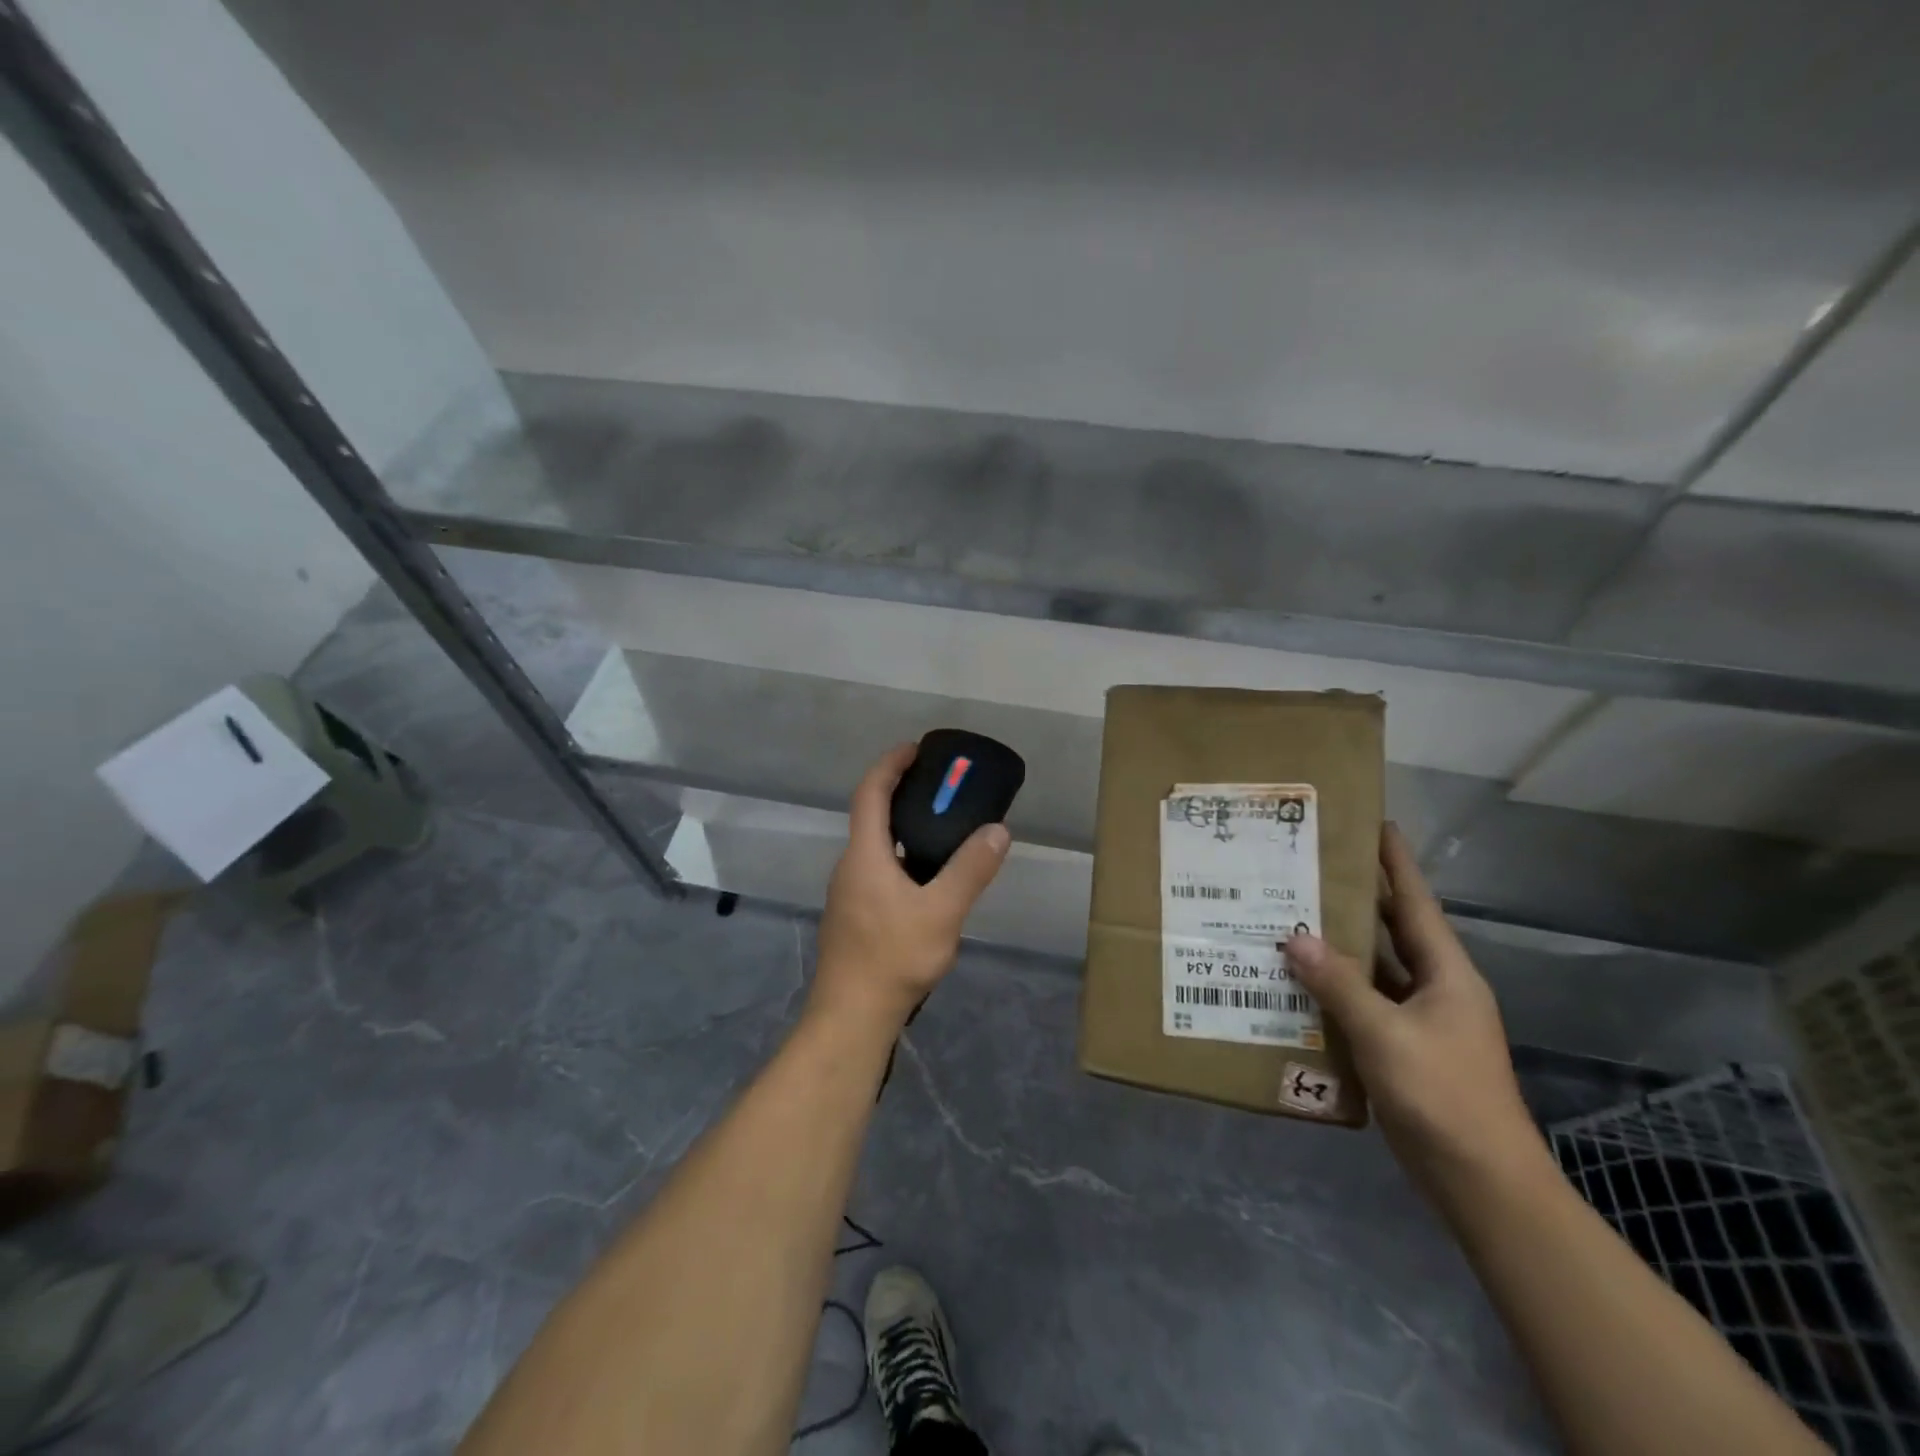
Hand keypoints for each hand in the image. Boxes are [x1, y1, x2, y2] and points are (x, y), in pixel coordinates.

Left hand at [809, 743, 1011, 1031]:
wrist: (851, 1015)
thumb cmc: (893, 957)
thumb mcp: (943, 912)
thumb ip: (971, 869)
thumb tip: (997, 829)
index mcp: (865, 855)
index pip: (870, 793)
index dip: (890, 765)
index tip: (914, 749)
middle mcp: (850, 867)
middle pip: (871, 817)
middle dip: (901, 794)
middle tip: (940, 789)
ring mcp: (848, 894)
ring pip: (875, 848)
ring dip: (902, 829)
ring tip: (942, 831)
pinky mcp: (853, 917)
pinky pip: (877, 871)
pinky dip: (901, 858)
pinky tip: (927, 882)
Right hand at [1285, 824, 1548, 1198]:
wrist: (1481, 1182)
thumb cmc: (1442, 1096)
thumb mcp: (1385, 1034)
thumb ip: (1339, 985)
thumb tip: (1294, 938)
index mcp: (1446, 973)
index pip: (1415, 903)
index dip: (1396, 863)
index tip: (1374, 823)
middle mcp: (1437, 989)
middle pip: (1392, 931)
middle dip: (1356, 899)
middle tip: (1309, 869)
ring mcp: (1422, 1022)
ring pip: (1375, 970)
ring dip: (1339, 949)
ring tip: (1291, 919)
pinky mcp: (1404, 1050)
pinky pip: (1365, 1005)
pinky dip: (1335, 992)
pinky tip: (1297, 985)